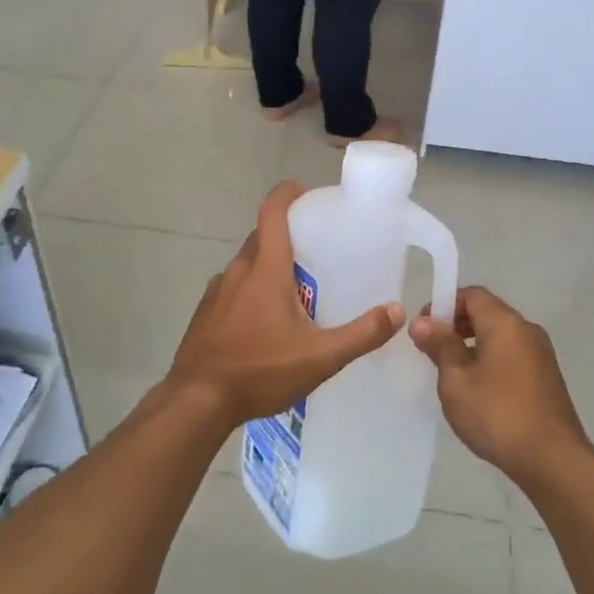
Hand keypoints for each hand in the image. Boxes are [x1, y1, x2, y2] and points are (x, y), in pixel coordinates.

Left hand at [168, 183, 404, 427]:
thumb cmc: (260, 371)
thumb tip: (397, 311)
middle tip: (316, 252)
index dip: (288, 193)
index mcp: (266, 269)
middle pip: (262, 237)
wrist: (197, 401)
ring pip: (247, 263)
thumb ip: (361, 334)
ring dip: (269, 266)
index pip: (272, 212)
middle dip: (287, 236)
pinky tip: (264, 322)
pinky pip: (233, 287)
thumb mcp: (320, 358)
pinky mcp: (205, 311)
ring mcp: (217, 290)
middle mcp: (238, 270)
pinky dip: (250, 289)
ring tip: (295, 291)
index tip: (307, 193)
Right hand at [410, 287, 589, 485]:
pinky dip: (490, 361)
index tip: (424, 329)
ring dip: (473, 345)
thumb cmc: (497, 414)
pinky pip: (512, 356)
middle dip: (456, 325)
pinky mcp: (547, 379)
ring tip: (452, 374)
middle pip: (487, 313)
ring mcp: (541, 355)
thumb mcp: (456, 379)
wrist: (553, 461)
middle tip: (432, 351)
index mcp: (505, 323)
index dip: (444, 304)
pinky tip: (478, 391)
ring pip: (500, 336)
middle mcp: (527, 330)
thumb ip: (440, 345)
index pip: (472, 294)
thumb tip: (423, 322)